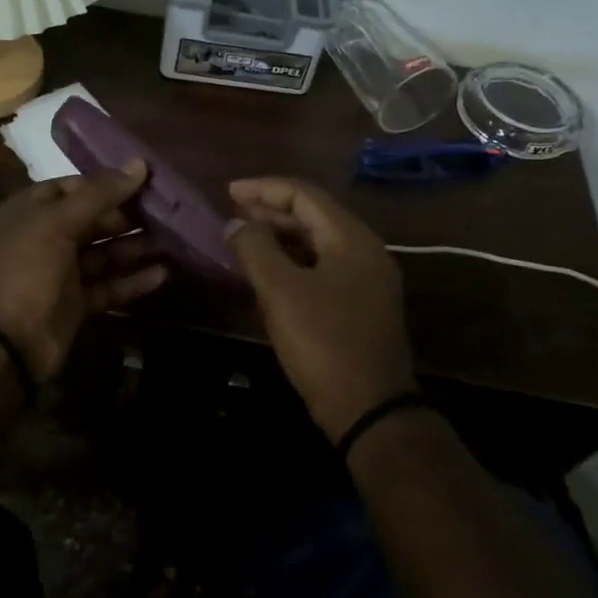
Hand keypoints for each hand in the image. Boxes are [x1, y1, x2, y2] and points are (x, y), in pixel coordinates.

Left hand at [0, 162, 166, 381]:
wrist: (5, 343)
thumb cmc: (26, 270)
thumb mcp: (58, 223)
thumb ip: (100, 194)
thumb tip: (139, 163)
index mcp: (30, 211)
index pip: (72, 187)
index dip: (106, 184)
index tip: (144, 181)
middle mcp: (44, 238)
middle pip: (92, 220)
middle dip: (127, 217)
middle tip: (166, 212)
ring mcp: (60, 273)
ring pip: (103, 253)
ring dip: (134, 247)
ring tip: (173, 241)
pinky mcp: (75, 304)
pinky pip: (108, 286)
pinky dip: (132, 280)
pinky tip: (163, 274)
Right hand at [226, 177, 413, 442]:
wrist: (370, 409)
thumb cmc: (323, 342)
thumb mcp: (281, 291)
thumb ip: (255, 249)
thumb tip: (235, 223)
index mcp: (352, 238)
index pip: (304, 195)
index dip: (263, 189)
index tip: (228, 192)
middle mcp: (365, 251)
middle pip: (313, 215)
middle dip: (270, 211)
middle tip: (233, 215)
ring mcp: (367, 279)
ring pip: (317, 242)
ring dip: (280, 236)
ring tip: (244, 240)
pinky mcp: (361, 305)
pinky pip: (322, 266)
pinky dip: (293, 261)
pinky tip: (268, 273)